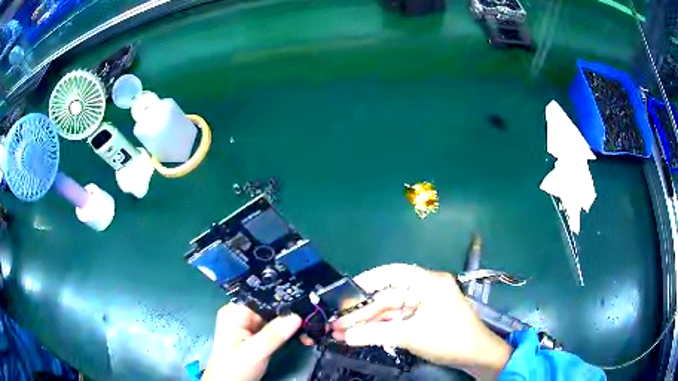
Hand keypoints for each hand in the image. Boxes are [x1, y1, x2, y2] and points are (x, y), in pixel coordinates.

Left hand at [203, 303, 301, 380]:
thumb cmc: (235, 367)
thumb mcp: (255, 351)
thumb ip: (275, 334)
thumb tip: (297, 315)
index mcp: (235, 312)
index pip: (262, 298)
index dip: (283, 301)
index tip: (305, 306)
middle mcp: (240, 315)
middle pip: (269, 309)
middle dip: (290, 317)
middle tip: (312, 323)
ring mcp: (247, 326)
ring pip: (274, 320)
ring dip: (290, 327)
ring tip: (309, 332)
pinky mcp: (254, 337)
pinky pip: (273, 330)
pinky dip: (285, 335)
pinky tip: (300, 338)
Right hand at [330, 264, 512, 379]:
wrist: (476, 356)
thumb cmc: (449, 339)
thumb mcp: (411, 336)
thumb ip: (377, 333)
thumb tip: (346, 335)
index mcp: (428, 283)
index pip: (393, 273)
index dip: (367, 280)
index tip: (345, 292)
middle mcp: (426, 289)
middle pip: (387, 297)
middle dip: (362, 312)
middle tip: (337, 323)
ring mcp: (425, 304)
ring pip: (390, 311)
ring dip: (368, 322)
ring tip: (342, 332)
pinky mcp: (424, 318)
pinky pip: (398, 319)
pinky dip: (381, 328)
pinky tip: (362, 335)